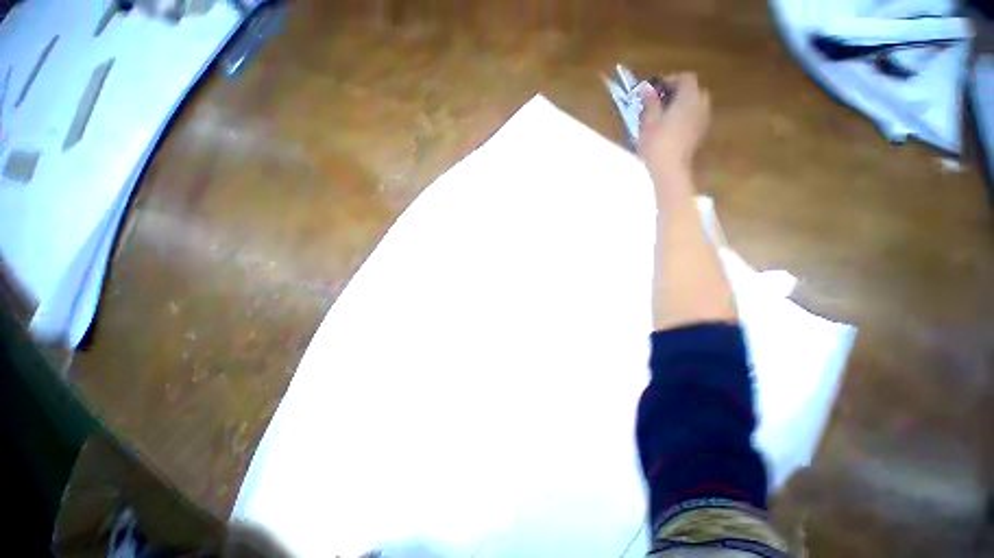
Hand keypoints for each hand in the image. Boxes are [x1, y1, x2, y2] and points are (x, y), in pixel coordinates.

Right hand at [636, 73, 710, 175]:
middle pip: (693, 90)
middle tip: (660, 101)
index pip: (686, 78)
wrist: (670, 169)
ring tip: (665, 115)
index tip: (655, 88)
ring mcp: (703, 120)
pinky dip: (685, 117)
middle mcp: (701, 104)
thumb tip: (648, 89)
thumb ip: (651, 103)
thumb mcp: (648, 122)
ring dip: (682, 105)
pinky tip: (671, 128)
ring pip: (696, 104)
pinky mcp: (700, 134)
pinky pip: (695, 117)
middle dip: (678, 92)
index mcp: (689, 97)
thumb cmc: (657, 144)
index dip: (671, 79)